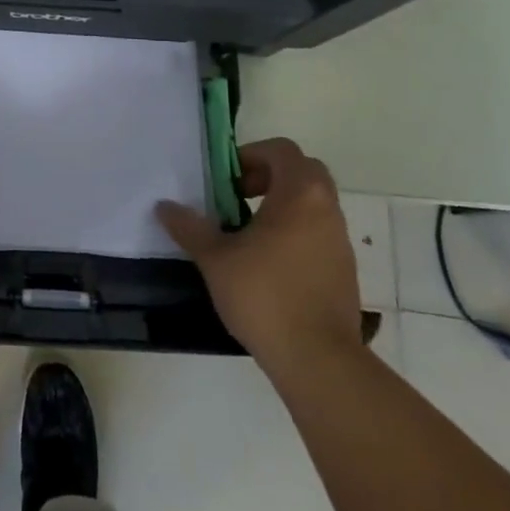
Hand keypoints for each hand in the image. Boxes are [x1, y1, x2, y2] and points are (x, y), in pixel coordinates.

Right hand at [157, 140, 362, 376]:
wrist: (319, 360)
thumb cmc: (265, 296)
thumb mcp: (215, 259)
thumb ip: (189, 227)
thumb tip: (164, 207)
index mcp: (300, 193)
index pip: (281, 150)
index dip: (251, 156)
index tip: (227, 181)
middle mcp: (327, 209)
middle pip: (302, 171)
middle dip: (270, 176)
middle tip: (239, 197)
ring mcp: (340, 241)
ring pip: (313, 204)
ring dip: (283, 206)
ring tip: (249, 234)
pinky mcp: (345, 271)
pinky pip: (319, 234)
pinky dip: (296, 234)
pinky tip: (269, 265)